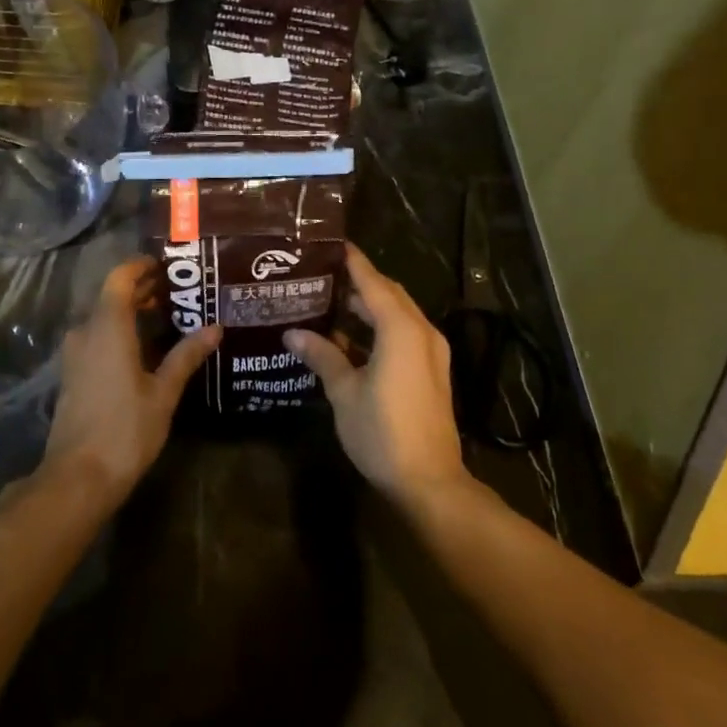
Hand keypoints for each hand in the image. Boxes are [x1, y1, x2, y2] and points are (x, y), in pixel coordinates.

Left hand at [42, 257, 220, 508]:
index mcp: (108, 328)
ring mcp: (75, 355)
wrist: (77, 478)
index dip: (140, 266)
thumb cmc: (125, 430)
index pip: (119, 278)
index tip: (166, 266)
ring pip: (103, 318)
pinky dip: (119, 331)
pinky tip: (144, 347)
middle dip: (141, 289)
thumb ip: (186, 356)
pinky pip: (97, 337)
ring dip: (130, 311)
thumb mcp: (163, 392)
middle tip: (176, 291)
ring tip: (166, 315)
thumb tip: (215, 328)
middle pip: (111, 296)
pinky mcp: (73, 374)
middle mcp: (86, 333)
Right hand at [284, 244, 467, 507]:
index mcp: (400, 330)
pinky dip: (382, 326)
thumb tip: (293, 334)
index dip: (354, 262)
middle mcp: (422, 332)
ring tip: (333, 302)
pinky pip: (406, 333)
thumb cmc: (382, 432)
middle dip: (361, 282)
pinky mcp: (432, 371)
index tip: (333, 244)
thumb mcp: (344, 393)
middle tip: (325, 275)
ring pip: (400, 314)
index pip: (374, 283)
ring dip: (371, 306)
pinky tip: (353, 338)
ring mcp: (432, 353)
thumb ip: (322, 357)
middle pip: (390, 294)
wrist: (430, 481)